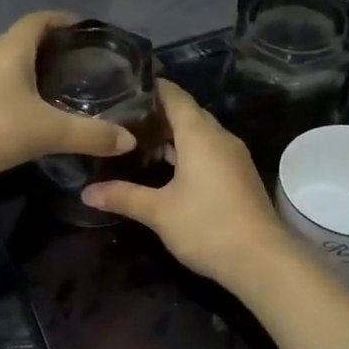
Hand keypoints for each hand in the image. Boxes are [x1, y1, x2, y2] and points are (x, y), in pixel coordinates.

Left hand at [0, 12, 135, 198]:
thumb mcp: (49, 131)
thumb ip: (91, 134)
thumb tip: (128, 140)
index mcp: (10, 49)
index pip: (39, 20)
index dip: (64, 20)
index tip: (88, 31)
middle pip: (24, 41)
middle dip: (53, 48)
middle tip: (83, 64)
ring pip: (9, 68)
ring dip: (33, 73)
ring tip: (63, 90)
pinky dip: (19, 95)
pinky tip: (33, 117)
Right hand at [82, 81, 294, 287]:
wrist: (262, 261)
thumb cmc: (207, 226)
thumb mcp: (159, 211)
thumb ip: (123, 196)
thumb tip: (86, 193)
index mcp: (200, 135)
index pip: (175, 96)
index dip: (151, 88)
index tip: (123, 87)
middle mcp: (220, 138)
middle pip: (187, 113)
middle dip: (157, 114)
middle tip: (122, 119)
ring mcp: (233, 157)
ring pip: (199, 134)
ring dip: (172, 136)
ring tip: (138, 144)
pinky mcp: (239, 175)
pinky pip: (209, 151)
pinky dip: (187, 152)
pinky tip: (167, 170)